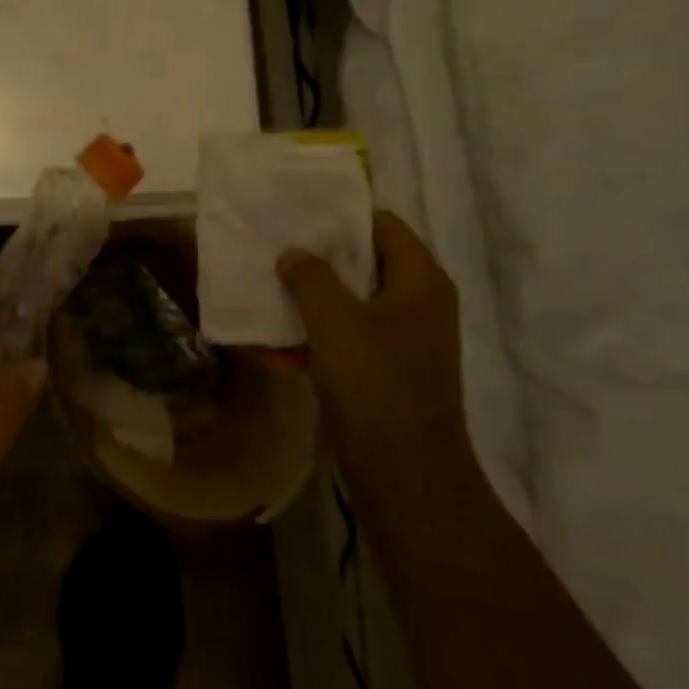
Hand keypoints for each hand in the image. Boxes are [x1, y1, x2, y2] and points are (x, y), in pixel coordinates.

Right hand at [277, 210, 465, 476]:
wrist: (404, 471)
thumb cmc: (375, 382)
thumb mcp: (334, 320)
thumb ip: (310, 277)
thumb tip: (294, 253)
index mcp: (420, 280)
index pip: (383, 225)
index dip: (342, 217)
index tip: (299, 216)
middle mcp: (419, 304)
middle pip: (366, 262)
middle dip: (320, 257)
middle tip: (276, 248)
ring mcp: (405, 340)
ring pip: (353, 302)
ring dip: (313, 297)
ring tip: (268, 288)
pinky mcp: (387, 371)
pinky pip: (348, 338)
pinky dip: (317, 334)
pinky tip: (277, 340)